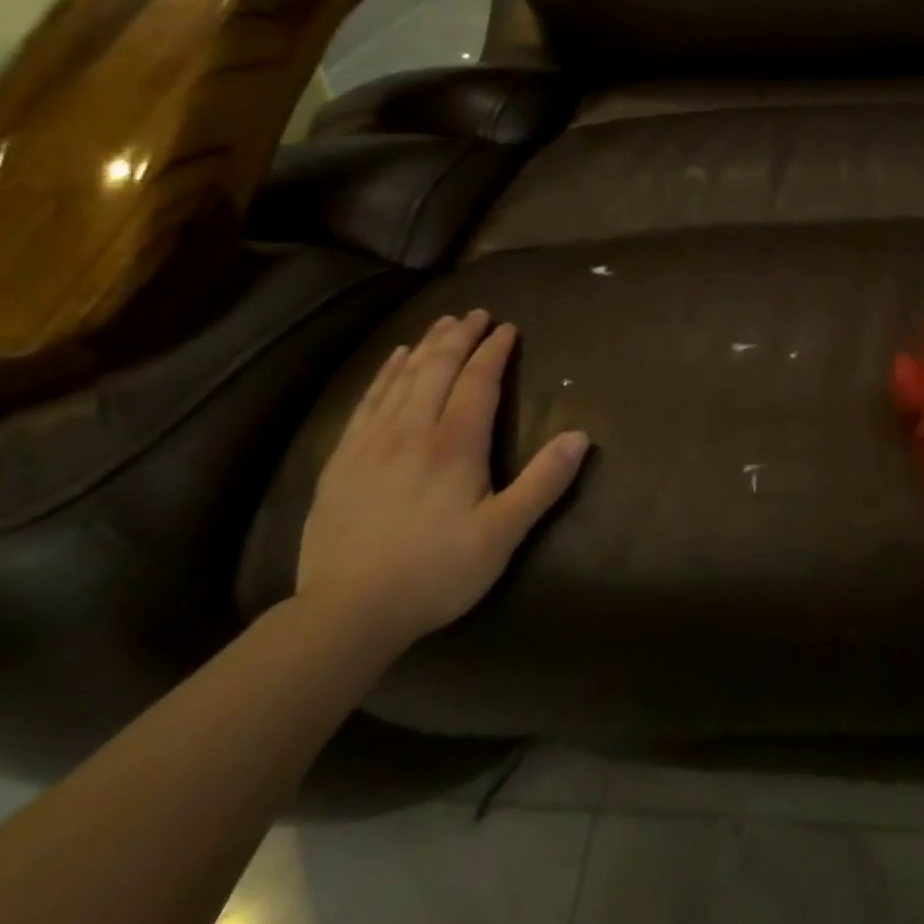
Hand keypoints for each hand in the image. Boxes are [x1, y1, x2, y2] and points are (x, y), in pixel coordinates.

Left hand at [296, 310, 588, 649]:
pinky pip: (368, 400)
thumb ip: (543, 483)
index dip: (494, 351)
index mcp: (455, 445)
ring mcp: (372, 442)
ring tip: (441, 323)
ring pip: (402, 378)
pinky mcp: (343, 459)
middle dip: (459, 337)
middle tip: (475, 313)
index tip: (507, 328)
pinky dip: (385, 372)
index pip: (478, 382)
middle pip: (438, 369)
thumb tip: (580, 436)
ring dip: (425, 346)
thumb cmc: (436, 572)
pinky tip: (393, 359)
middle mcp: (412, 431)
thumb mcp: (503, 534)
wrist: (347, 611)